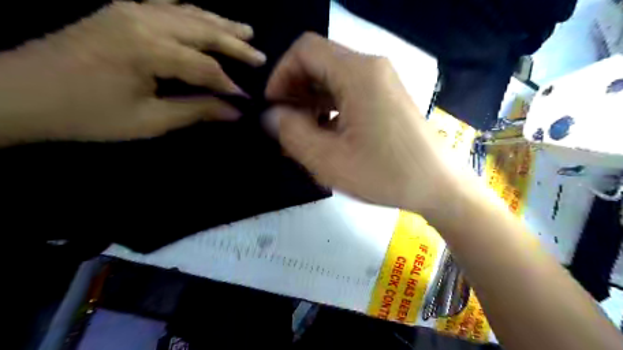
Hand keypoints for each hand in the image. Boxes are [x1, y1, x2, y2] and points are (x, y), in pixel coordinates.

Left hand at [0, 1, 264, 145]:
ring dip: (218, 23)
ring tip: (244, 30)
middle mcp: (142, 20)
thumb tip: (234, 111)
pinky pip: (166, 6)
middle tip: (259, 54)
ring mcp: (129, 10)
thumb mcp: (150, 120)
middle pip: (201, 30)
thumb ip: (196, 111)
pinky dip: (191, 12)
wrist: (21, 93)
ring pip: (187, 13)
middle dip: (234, 44)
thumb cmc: (88, 114)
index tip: (246, 99)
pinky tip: (204, 17)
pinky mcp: (120, 12)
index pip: (204, 66)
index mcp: (148, 49)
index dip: (228, 84)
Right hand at [265, 32, 458, 212]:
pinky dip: (330, 109)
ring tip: (303, 136)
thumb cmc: (385, 174)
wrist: (439, 186)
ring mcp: (382, 83)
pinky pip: (349, 94)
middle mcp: (371, 68)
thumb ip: (290, 132)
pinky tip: (326, 136)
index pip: (304, 50)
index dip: (281, 75)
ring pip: (333, 80)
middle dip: (295, 91)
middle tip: (286, 127)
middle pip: (319, 63)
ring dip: (311, 103)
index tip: (274, 108)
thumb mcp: (328, 159)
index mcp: (358, 73)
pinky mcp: (387, 99)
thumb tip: (271, 114)